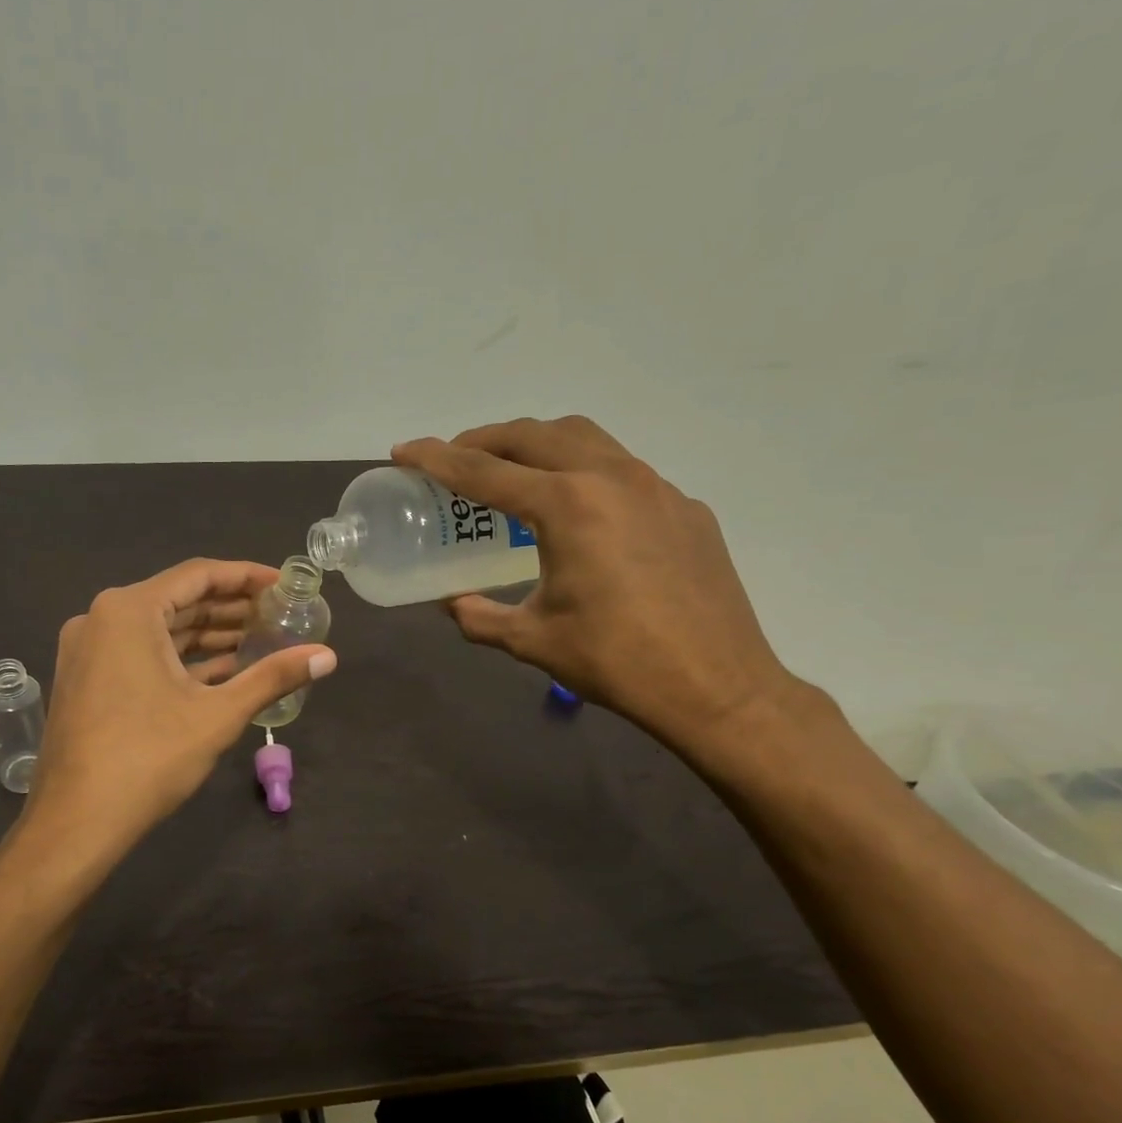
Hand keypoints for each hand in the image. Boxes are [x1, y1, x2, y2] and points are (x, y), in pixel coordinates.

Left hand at [24, 558, 337, 865]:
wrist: (75, 822)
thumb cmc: (148, 758)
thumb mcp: (218, 714)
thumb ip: (273, 677)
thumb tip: (328, 656)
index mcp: (129, 611)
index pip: (198, 575)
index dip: (245, 576)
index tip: (283, 584)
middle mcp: (101, 619)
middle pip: (178, 600)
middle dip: (229, 609)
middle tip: (277, 616)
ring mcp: (89, 650)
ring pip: (159, 630)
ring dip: (207, 635)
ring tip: (258, 641)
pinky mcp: (87, 679)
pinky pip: (140, 654)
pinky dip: (180, 659)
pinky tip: (222, 671)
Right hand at [394, 417, 805, 756]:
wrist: (717, 687)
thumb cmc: (616, 662)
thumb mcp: (532, 640)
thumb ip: (479, 616)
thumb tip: (453, 604)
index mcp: (567, 506)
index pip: (485, 471)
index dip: (436, 459)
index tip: (404, 451)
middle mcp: (611, 478)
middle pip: (533, 435)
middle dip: (484, 440)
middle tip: (454, 461)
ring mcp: (655, 487)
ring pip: (583, 439)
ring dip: (536, 445)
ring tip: (512, 473)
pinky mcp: (684, 506)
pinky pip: (621, 470)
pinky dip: (582, 473)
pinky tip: (579, 515)